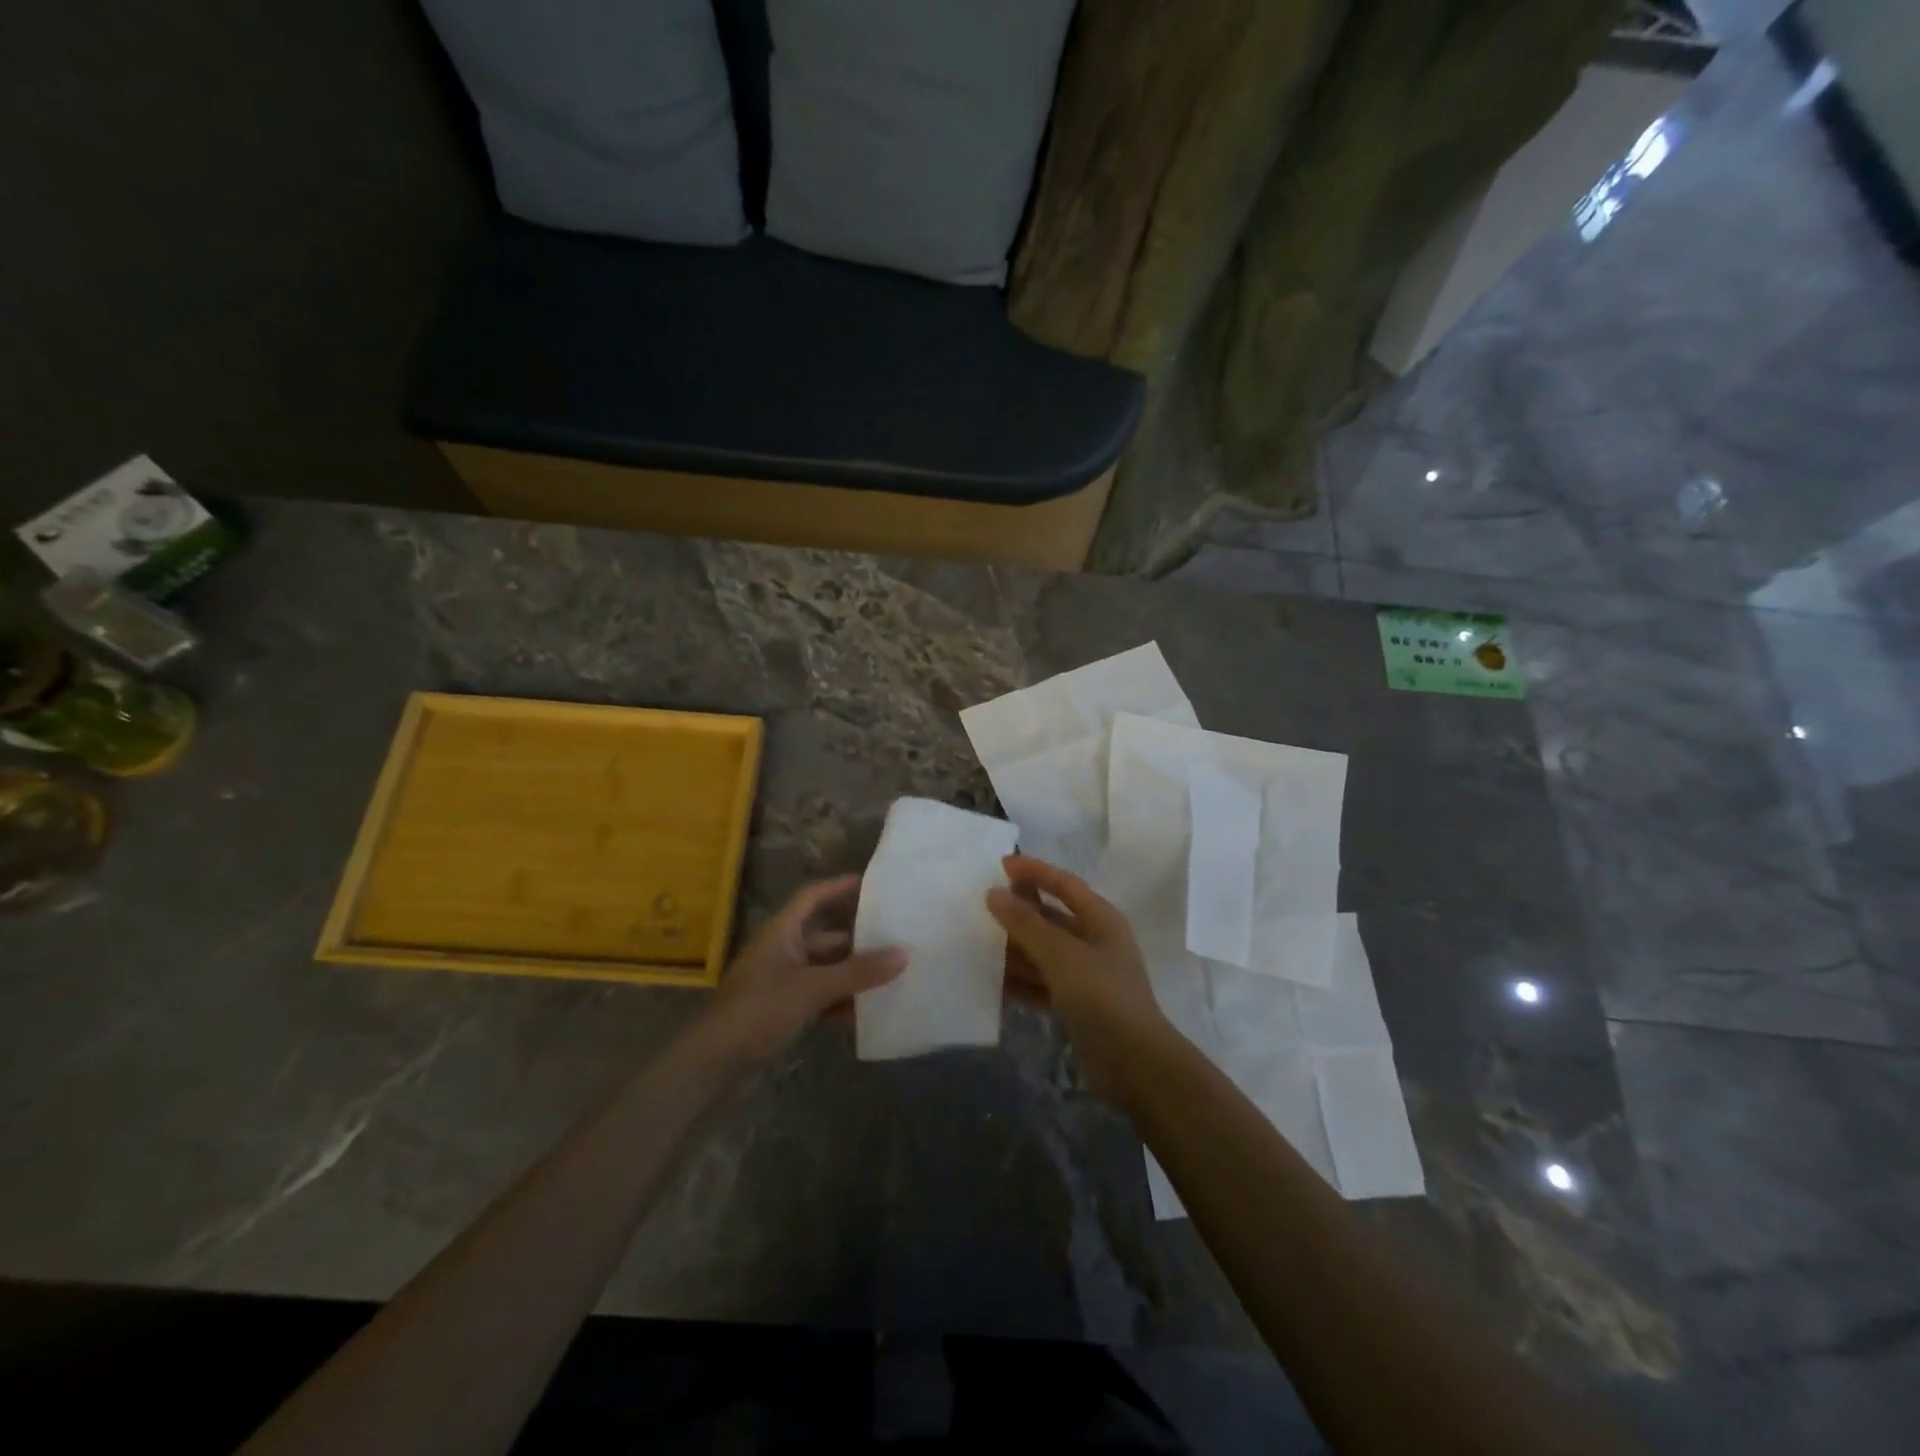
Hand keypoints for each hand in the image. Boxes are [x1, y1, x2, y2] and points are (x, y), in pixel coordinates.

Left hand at [706, 875, 905, 1065]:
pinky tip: (866, 1012)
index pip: (812, 897)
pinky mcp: (781, 1012)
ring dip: (852, 975)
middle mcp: (781, 952)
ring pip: (825, 971)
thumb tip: (903, 954)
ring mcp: (780, 984)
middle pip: (825, 938)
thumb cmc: (759, 1012)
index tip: (871, 884)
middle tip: (895, 940)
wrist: (712, 1066)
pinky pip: (818, 998)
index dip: (839, 887)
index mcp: (781, 933)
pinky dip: (840, 1002)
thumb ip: (858, 972)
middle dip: (858, 941)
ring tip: (891, 976)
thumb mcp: (812, 988)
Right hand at [986, 855, 1171, 1103]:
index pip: (1065, 884)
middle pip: (1052, 918)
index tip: (1001, 864)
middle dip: (1020, 911)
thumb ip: (1026, 923)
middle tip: (982, 904)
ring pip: (1044, 952)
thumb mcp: (1061, 954)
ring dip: (1015, 948)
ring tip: (978, 942)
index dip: (1035, 871)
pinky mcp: (1077, 1006)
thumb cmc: (1102, 996)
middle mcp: (1095, 942)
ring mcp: (1086, 976)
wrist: (1133, 1064)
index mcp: (1101, 920)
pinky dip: (1021, 981)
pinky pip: (1042, 984)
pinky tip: (993, 982)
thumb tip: (993, 894)